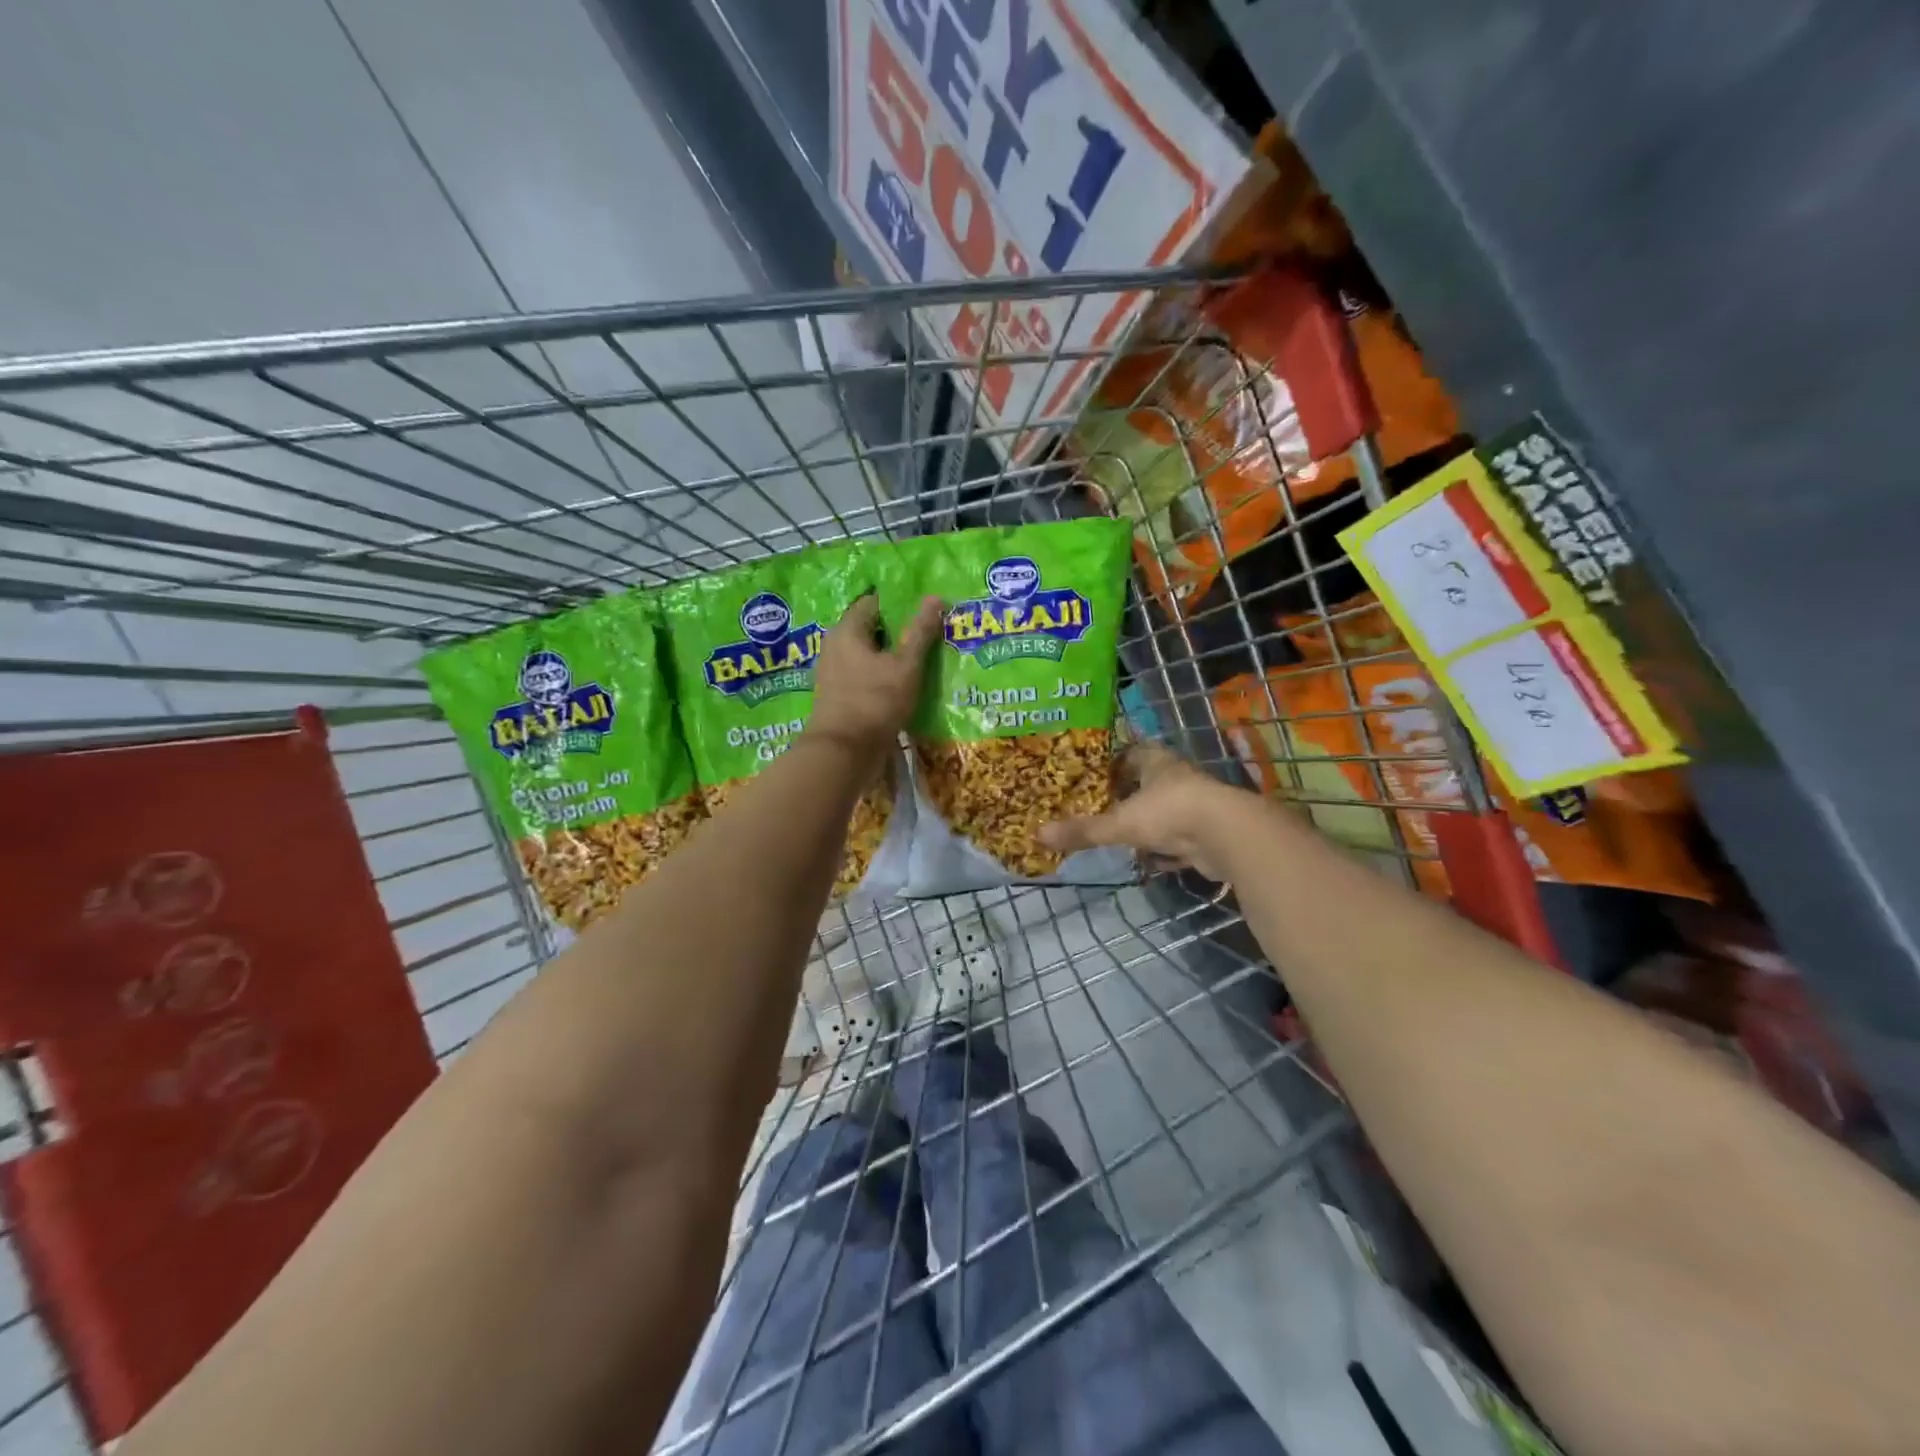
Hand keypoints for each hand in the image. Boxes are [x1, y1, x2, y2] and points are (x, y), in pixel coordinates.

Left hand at [805, 593, 943, 762]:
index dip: (899, 603)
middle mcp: (835, 647)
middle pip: (870, 629)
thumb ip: (920, 632)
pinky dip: (882, 676)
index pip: (873, 602)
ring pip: (867, 655)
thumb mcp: (905, 666)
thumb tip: (935, 597)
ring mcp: (834, 673)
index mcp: (847, 631)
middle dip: (897, 631)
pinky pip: (863, 676)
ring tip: (921, 661)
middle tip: (928, 634)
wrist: (844, 753)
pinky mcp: (839, 696)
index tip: (924, 610)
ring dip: (891, 657)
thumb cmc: (875, 702)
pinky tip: (903, 685)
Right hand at [1038, 743, 1248, 881]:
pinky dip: (1164, 848)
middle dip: (1125, 795)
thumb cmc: (1169, 813)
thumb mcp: (1119, 823)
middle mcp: (1175, 777)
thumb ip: (1083, 831)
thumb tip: (1037, 835)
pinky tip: (1149, 858)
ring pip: (1162, 811)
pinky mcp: (1205, 833)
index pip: (1129, 753)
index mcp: (1155, 761)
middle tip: (1097, 807)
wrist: (1226, 836)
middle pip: (1145, 782)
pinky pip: (1177, 838)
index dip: (1110, 763)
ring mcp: (1193, 805)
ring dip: (1145, 821)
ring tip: (1117, 833)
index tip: (1089, 775)